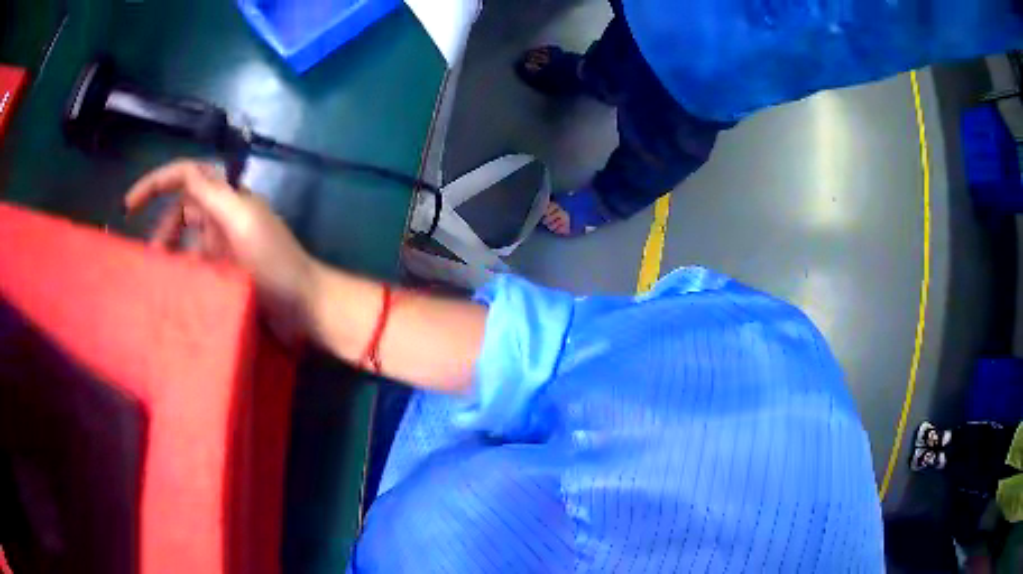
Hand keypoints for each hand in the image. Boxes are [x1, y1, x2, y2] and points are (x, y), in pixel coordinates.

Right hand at [125, 160, 315, 343]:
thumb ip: (214, 196)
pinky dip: (182, 273)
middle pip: (181, 211)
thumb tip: (185, 174)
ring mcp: (225, 247)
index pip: (186, 176)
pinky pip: (195, 266)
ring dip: (170, 253)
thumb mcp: (242, 223)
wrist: (306, 308)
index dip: (156, 184)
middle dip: (161, 227)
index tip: (128, 206)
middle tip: (150, 259)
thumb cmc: (275, 265)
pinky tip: (173, 291)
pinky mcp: (227, 274)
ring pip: (186, 240)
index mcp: (228, 200)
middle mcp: (224, 218)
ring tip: (159, 278)